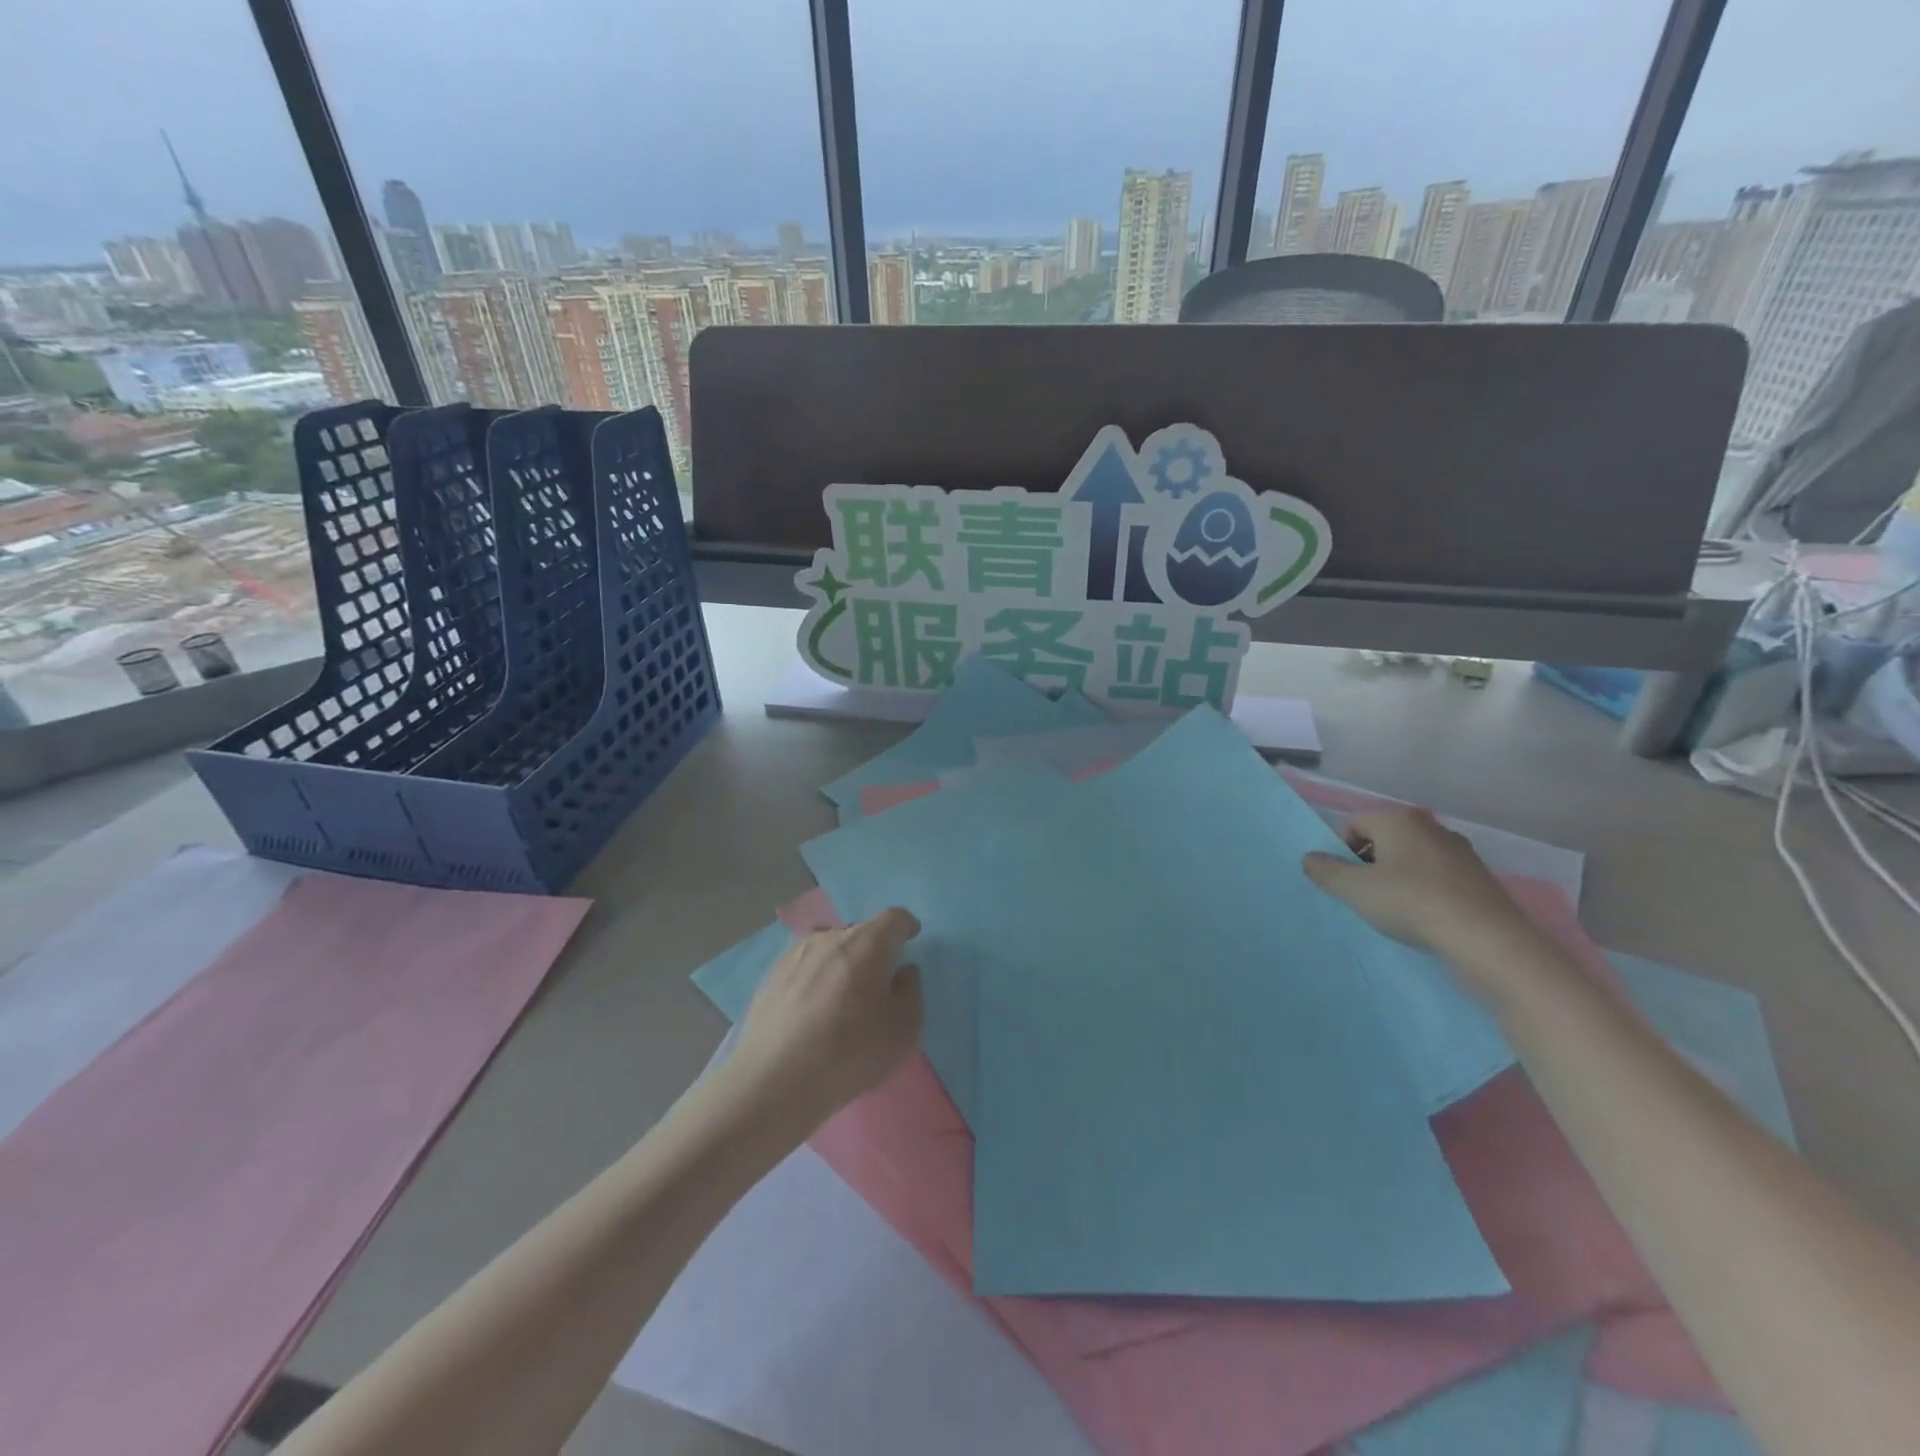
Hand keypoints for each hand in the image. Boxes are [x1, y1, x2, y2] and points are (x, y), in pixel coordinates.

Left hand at [728, 908, 924, 1124]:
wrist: (774, 1078)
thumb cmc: (850, 1051)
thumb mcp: (904, 1029)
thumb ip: (911, 991)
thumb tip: (902, 972)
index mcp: (868, 943)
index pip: (894, 918)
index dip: (906, 926)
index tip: (911, 938)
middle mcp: (831, 937)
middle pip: (860, 931)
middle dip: (874, 948)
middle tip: (878, 979)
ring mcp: (796, 954)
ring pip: (829, 946)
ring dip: (842, 961)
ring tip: (843, 993)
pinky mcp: (771, 975)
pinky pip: (805, 966)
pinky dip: (816, 977)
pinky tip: (812, 1007)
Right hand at [1302, 807, 1545, 997]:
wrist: (1487, 940)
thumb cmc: (1411, 903)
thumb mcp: (1354, 889)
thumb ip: (1326, 871)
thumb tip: (1310, 858)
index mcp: (1399, 818)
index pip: (1354, 823)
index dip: (1341, 850)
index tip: (1344, 880)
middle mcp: (1431, 826)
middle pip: (1384, 838)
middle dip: (1369, 863)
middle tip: (1364, 895)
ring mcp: (1460, 851)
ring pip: (1411, 858)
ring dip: (1396, 878)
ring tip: (1394, 910)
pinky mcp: (1479, 878)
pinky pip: (1437, 877)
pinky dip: (1424, 891)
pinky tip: (1424, 917)